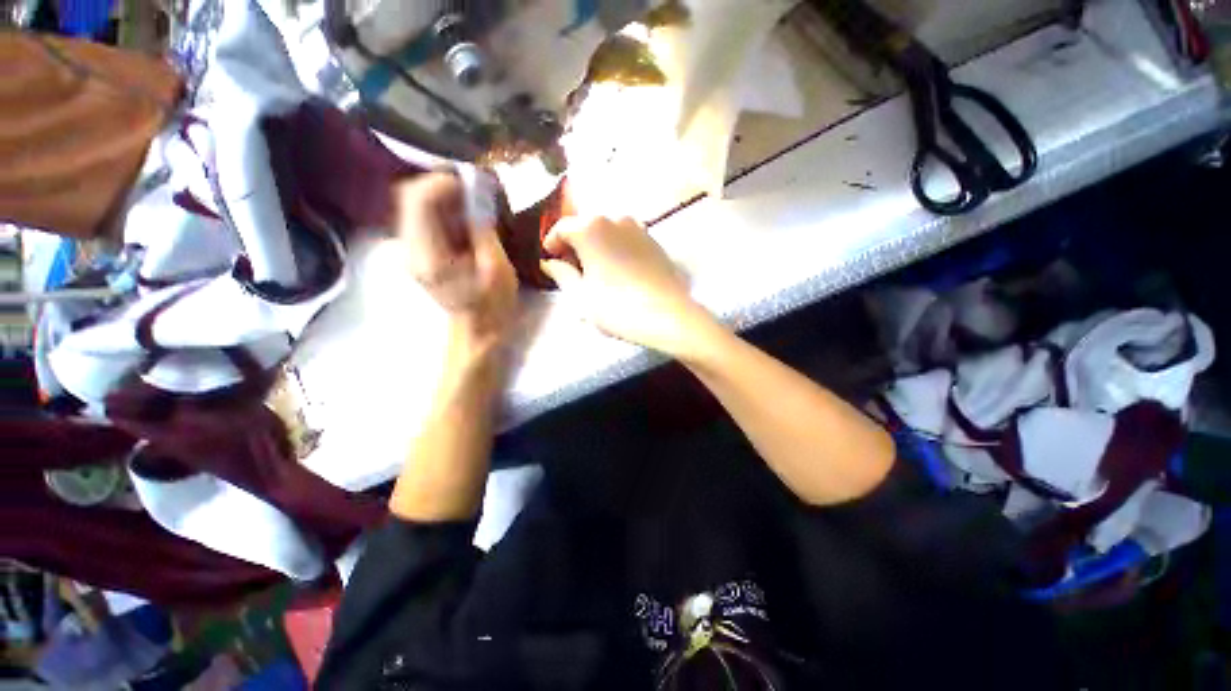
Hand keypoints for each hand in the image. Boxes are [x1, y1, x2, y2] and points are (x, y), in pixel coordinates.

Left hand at [393, 173, 518, 350]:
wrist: (478, 329)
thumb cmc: (493, 304)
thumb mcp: (497, 267)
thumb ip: (483, 228)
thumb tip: (477, 192)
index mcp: (429, 255)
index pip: (418, 199)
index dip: (443, 181)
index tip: (473, 182)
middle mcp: (410, 248)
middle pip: (411, 196)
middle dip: (443, 185)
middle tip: (475, 189)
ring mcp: (410, 250)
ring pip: (415, 204)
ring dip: (443, 196)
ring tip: (474, 202)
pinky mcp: (417, 251)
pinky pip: (422, 217)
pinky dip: (443, 209)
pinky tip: (465, 218)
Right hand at [540, 216, 716, 358]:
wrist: (668, 315)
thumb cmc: (617, 307)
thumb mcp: (580, 296)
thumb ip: (561, 275)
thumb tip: (549, 263)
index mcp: (590, 228)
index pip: (562, 227)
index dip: (552, 242)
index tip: (550, 258)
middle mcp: (614, 219)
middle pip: (586, 226)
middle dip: (575, 244)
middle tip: (572, 267)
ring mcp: (638, 228)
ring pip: (608, 232)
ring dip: (597, 246)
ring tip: (596, 270)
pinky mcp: (654, 242)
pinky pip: (627, 239)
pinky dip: (617, 249)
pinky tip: (619, 271)